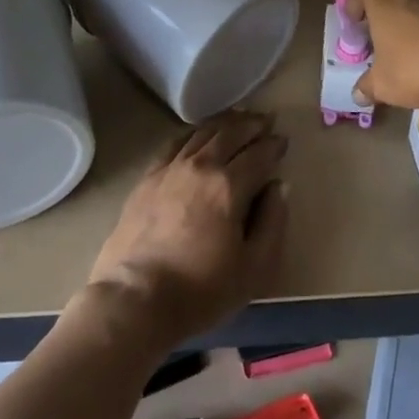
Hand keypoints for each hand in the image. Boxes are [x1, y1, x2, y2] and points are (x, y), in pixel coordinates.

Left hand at [84, 111, 289, 349]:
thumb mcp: (253, 269)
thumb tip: (279, 186)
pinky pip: (175, 143)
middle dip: (252, 124)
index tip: (283, 140)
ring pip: (202, 132)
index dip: (274, 146)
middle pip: (231, 133)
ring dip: (224, 122)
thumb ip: (272, 223)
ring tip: (237, 119)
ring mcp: (171, 168)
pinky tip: (197, 134)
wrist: (135, 300)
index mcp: (230, 186)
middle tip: (265, 120)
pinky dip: (193, 133)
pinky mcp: (148, 177)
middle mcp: (201, 166)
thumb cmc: (200, 290)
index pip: (259, 154)